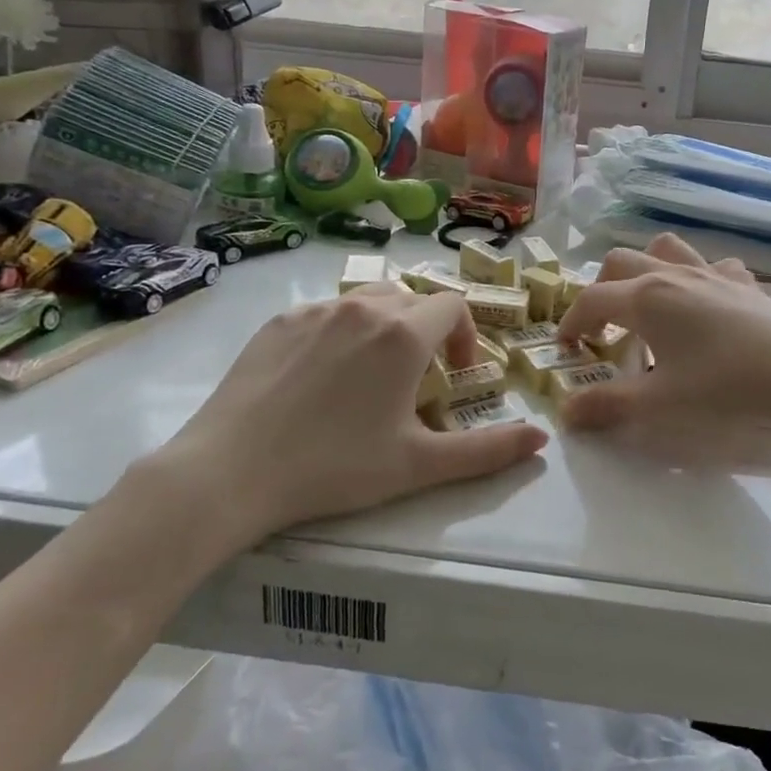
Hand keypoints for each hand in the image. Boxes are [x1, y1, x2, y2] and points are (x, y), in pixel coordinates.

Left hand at [140, 284, 547, 547]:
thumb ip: (488, 451)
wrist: (230, 472)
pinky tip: (322, 376)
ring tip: (373, 372)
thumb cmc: (335, 467)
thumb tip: (541, 442)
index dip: (464, 334)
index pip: (452, 305)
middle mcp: (363, 306)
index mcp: (403, 334)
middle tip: (417, 379)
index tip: (454, 373)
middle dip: (427, 330)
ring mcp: (315, 310)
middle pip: (412, 298)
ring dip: (386, 325)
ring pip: (368, 298)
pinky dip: (342, 330)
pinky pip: (326, 312)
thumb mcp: (419, 465)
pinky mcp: (278, 321)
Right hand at [555, 233, 770, 432]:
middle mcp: (670, 275)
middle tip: (603, 325)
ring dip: (645, 267)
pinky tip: (705, 302)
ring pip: (663, 248)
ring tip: (647, 301)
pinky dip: (698, 276)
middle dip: (601, 288)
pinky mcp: (742, 281)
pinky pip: (711, 264)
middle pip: (619, 262)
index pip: (591, 299)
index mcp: (644, 299)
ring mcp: (709, 272)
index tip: (566, 347)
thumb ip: (608, 406)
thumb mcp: (659, 403)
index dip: (570, 321)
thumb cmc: (724, 385)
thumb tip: (566, 413)